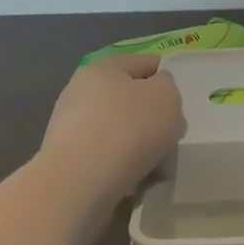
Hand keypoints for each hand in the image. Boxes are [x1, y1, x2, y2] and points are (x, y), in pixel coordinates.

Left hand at [41, 54, 184, 192]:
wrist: (81, 182)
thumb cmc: (129, 127)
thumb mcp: (166, 96)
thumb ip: (167, 87)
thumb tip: (154, 92)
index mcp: (103, 67)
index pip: (143, 62)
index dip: (164, 78)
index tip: (177, 101)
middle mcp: (80, 91)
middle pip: (127, 98)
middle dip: (149, 115)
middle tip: (169, 134)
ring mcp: (69, 127)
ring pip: (116, 129)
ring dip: (135, 143)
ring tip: (154, 164)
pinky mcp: (66, 160)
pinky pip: (104, 156)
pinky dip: (120, 164)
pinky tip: (133, 179)